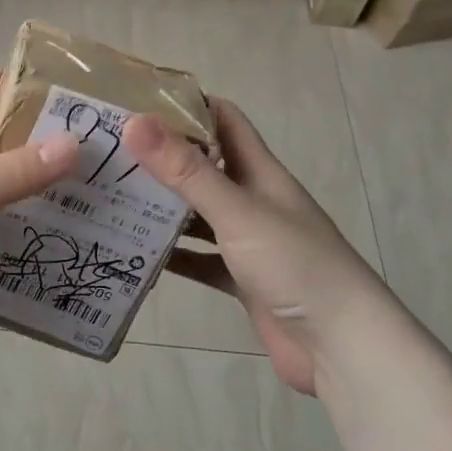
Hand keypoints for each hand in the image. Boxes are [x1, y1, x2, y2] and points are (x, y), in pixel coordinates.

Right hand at [121, 101, 386, 394]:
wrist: (343, 347)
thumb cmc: (296, 265)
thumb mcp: (237, 211)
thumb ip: (186, 171)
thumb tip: (134, 122)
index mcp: (260, 172)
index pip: (223, 120)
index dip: (187, 105)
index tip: (137, 102)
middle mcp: (253, 200)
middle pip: (204, 166)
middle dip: (162, 158)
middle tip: (108, 153)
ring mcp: (248, 242)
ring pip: (198, 214)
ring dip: (163, 207)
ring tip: (112, 199)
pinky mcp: (241, 280)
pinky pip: (199, 259)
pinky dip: (173, 255)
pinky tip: (137, 254)